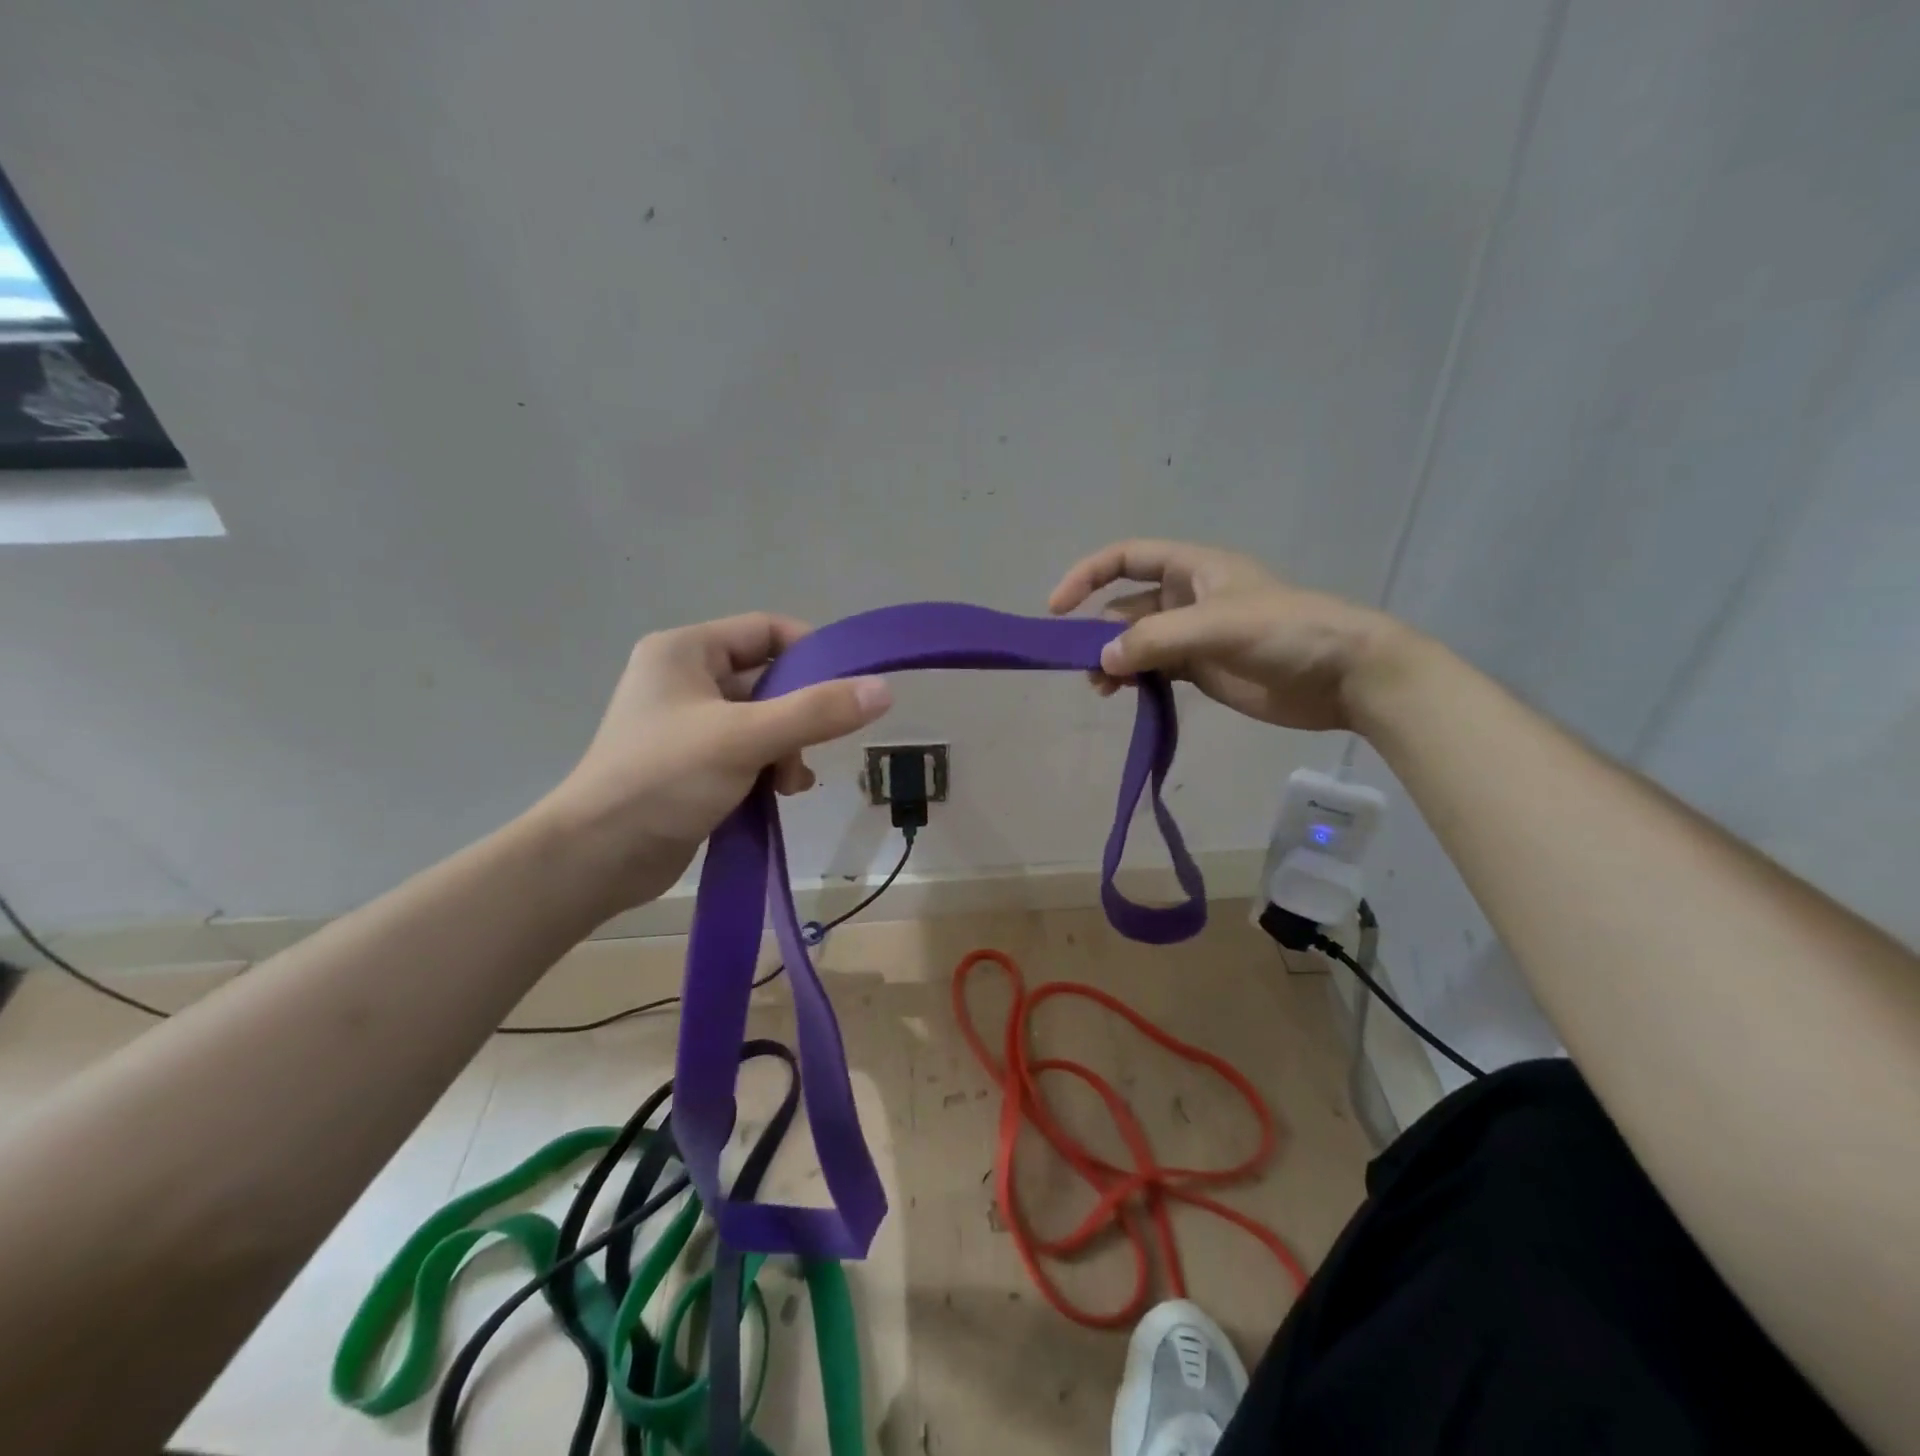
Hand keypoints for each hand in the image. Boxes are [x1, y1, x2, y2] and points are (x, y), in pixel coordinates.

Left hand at [535, 614, 891, 912]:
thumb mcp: (745, 738)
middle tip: (817, 747)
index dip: (811, 652)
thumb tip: (883, 689)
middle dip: (801, 713)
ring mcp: (689, 724)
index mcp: (685, 651)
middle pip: (769, 679)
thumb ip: (816, 712)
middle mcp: (685, 679)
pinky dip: (771, 768)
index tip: (846, 686)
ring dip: (789, 748)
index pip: (766, 630)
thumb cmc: (663, 779)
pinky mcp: (694, 764)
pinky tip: (782, 794)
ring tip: (792, 782)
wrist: (596, 858)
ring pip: (764, 720)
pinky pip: (750, 752)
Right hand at [1048, 539, 1400, 731]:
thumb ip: (1155, 640)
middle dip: (1099, 632)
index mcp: (1193, 569)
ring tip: (1104, 690)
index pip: (1126, 558)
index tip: (1057, 608)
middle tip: (1085, 668)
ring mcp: (1194, 635)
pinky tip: (1129, 697)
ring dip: (1114, 661)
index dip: (1087, 576)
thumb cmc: (1287, 632)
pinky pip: (1155, 670)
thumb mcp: (1217, 626)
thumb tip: (1101, 661)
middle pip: (1125, 607)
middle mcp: (1188, 597)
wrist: (1345, 676)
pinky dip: (1136, 680)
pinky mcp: (1202, 669)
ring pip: (1137, 642)